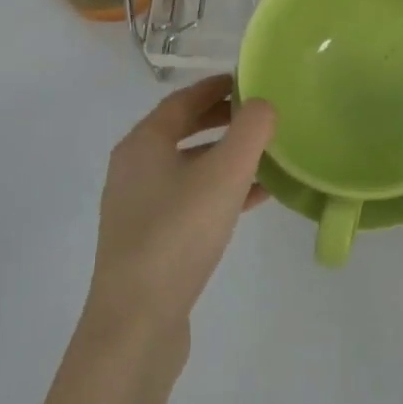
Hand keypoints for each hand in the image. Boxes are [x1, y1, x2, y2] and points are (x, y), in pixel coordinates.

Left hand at [85, 74, 274, 342]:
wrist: (137, 322)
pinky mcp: (151, 239)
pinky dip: (221, 189)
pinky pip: (191, 198)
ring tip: (268, 155)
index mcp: (143, 144)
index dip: (216, 86)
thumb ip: (250, 130)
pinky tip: (255, 198)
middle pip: (183, 131)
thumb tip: (264, 103)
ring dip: (226, 156)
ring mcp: (139, 207)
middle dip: (223, 120)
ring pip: (190, 167)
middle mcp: (134, 169)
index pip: (182, 100)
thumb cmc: (179, 233)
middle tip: (262, 115)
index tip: (250, 80)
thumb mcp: (225, 173)